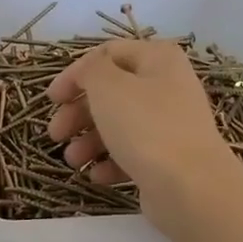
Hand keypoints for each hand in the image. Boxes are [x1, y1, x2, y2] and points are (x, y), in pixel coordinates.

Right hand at [45, 40, 242, 225]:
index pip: (107, 54)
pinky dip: (110, 162)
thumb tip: (87, 72)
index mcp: (157, 59)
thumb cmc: (146, 127)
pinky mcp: (169, 158)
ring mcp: (170, 124)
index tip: (51, 99)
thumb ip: (90, 70)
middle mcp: (167, 87)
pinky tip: (97, 176)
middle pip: (111, 93)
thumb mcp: (108, 86)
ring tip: (73, 161)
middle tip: (55, 134)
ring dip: (89, 141)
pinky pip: (132, 154)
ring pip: (119, 126)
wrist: (191, 186)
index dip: (75, 74)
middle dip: (78, 113)